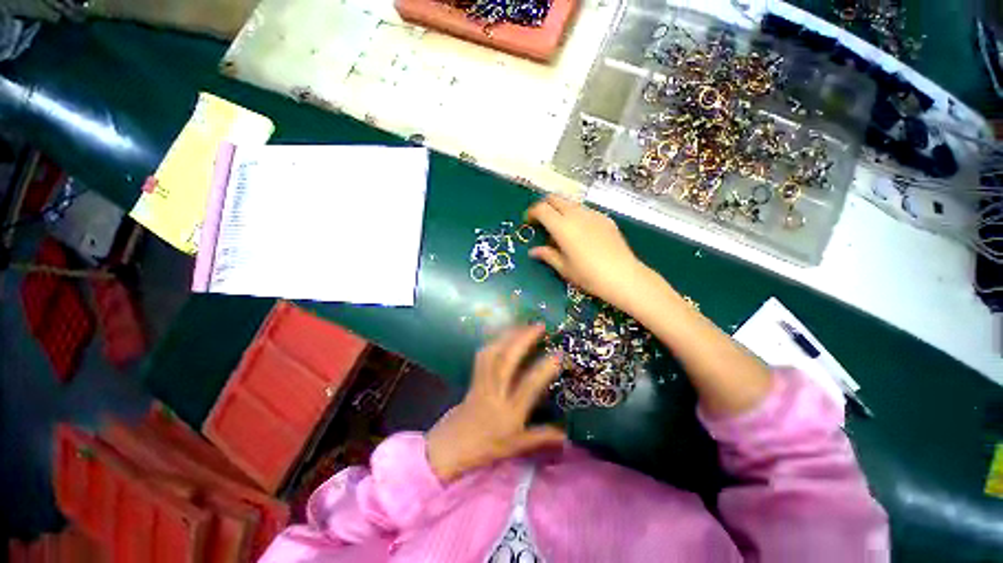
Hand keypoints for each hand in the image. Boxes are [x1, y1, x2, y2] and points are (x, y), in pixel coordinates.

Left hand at [426, 325, 564, 482]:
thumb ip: (542, 437)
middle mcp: (495, 392)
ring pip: (493, 353)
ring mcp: (482, 382)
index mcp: (510, 412)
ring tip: (524, 325)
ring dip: (509, 335)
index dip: (544, 368)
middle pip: (507, 360)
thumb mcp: (518, 446)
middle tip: (539, 326)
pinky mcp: (474, 376)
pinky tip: (504, 334)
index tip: (558, 353)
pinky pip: (483, 354)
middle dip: (523, 339)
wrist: (452, 445)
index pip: (529, 386)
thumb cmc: (487, 447)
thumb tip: (567, 434)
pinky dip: (495, 341)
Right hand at [527, 195, 652, 312]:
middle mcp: (576, 215)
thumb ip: (547, 255)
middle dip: (544, 206)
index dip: (531, 212)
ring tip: (560, 229)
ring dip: (560, 210)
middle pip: (555, 199)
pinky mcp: (605, 219)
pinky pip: (585, 211)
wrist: (623, 276)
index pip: (541, 209)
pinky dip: (575, 215)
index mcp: (562, 226)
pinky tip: (580, 233)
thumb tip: (533, 251)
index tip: (528, 222)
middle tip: (541, 221)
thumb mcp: (564, 268)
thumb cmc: (588, 275)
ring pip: (571, 203)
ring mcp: (593, 214)